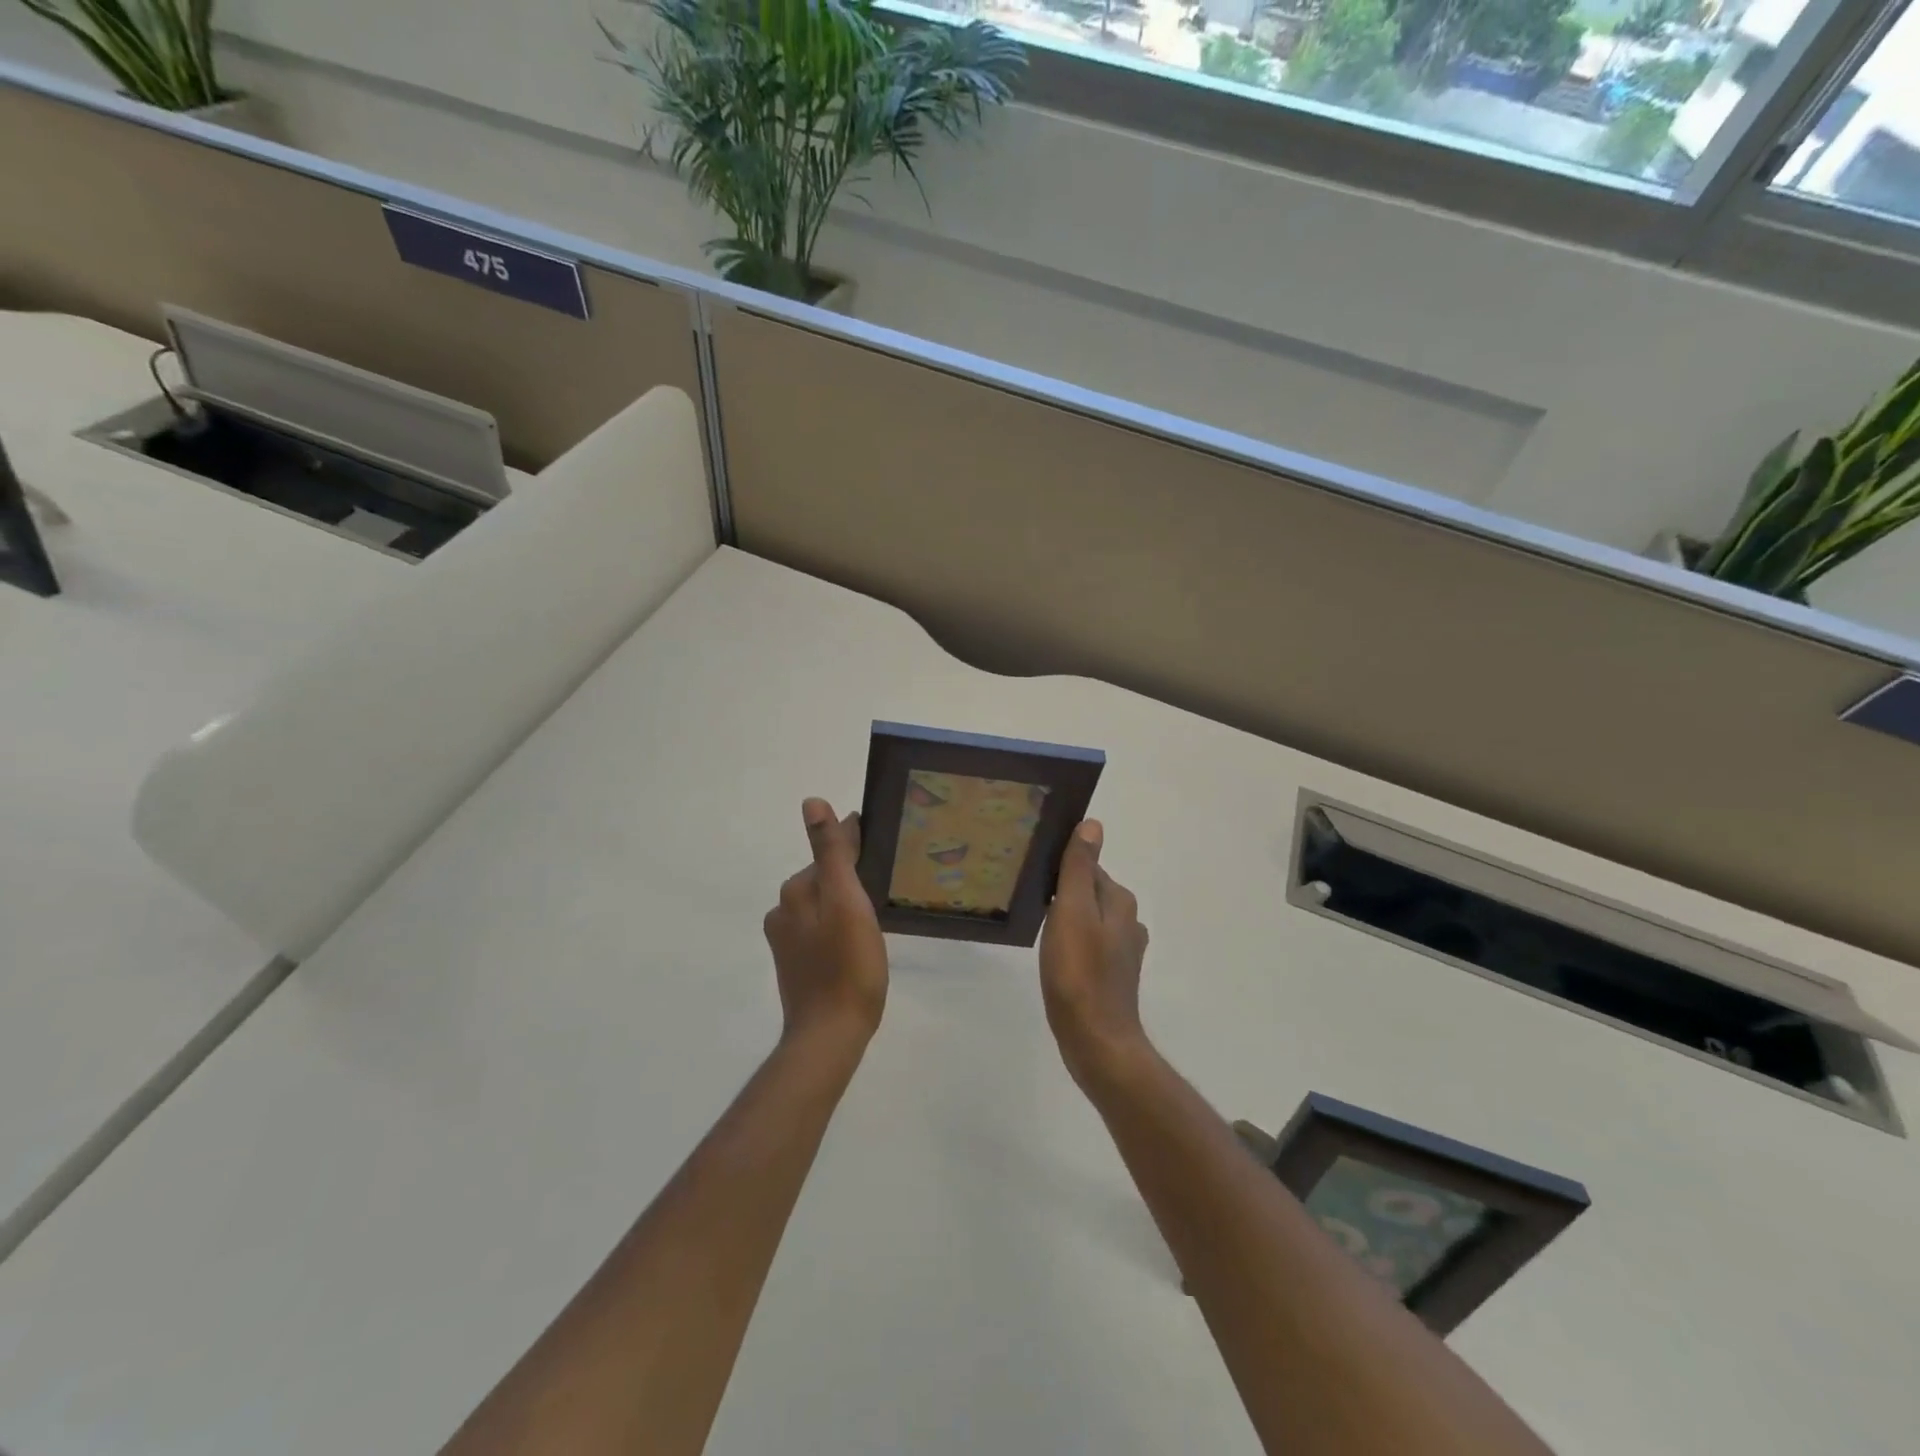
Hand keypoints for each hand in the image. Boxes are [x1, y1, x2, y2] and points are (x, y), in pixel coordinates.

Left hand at [764, 798, 888, 1051]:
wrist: (830, 1034)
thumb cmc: (847, 965)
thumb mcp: (846, 901)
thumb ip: (831, 852)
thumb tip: (811, 801)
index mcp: (796, 891)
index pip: (828, 854)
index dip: (854, 843)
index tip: (879, 837)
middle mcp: (784, 911)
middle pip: (824, 879)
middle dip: (849, 872)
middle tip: (885, 874)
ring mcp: (787, 941)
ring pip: (823, 905)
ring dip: (844, 900)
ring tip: (876, 907)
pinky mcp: (797, 965)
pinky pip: (821, 930)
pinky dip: (838, 925)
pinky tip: (857, 938)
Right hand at [1039, 820, 1151, 1090]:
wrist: (1096, 1041)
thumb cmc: (1079, 973)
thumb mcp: (1072, 912)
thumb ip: (1079, 868)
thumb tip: (1093, 824)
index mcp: (1119, 901)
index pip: (1087, 867)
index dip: (1060, 867)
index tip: (1033, 873)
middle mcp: (1127, 921)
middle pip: (1089, 891)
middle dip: (1063, 890)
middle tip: (1028, 896)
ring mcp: (1122, 951)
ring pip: (1088, 918)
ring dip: (1066, 917)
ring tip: (1036, 924)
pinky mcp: (1112, 975)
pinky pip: (1088, 944)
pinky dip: (1072, 942)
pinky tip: (1053, 954)